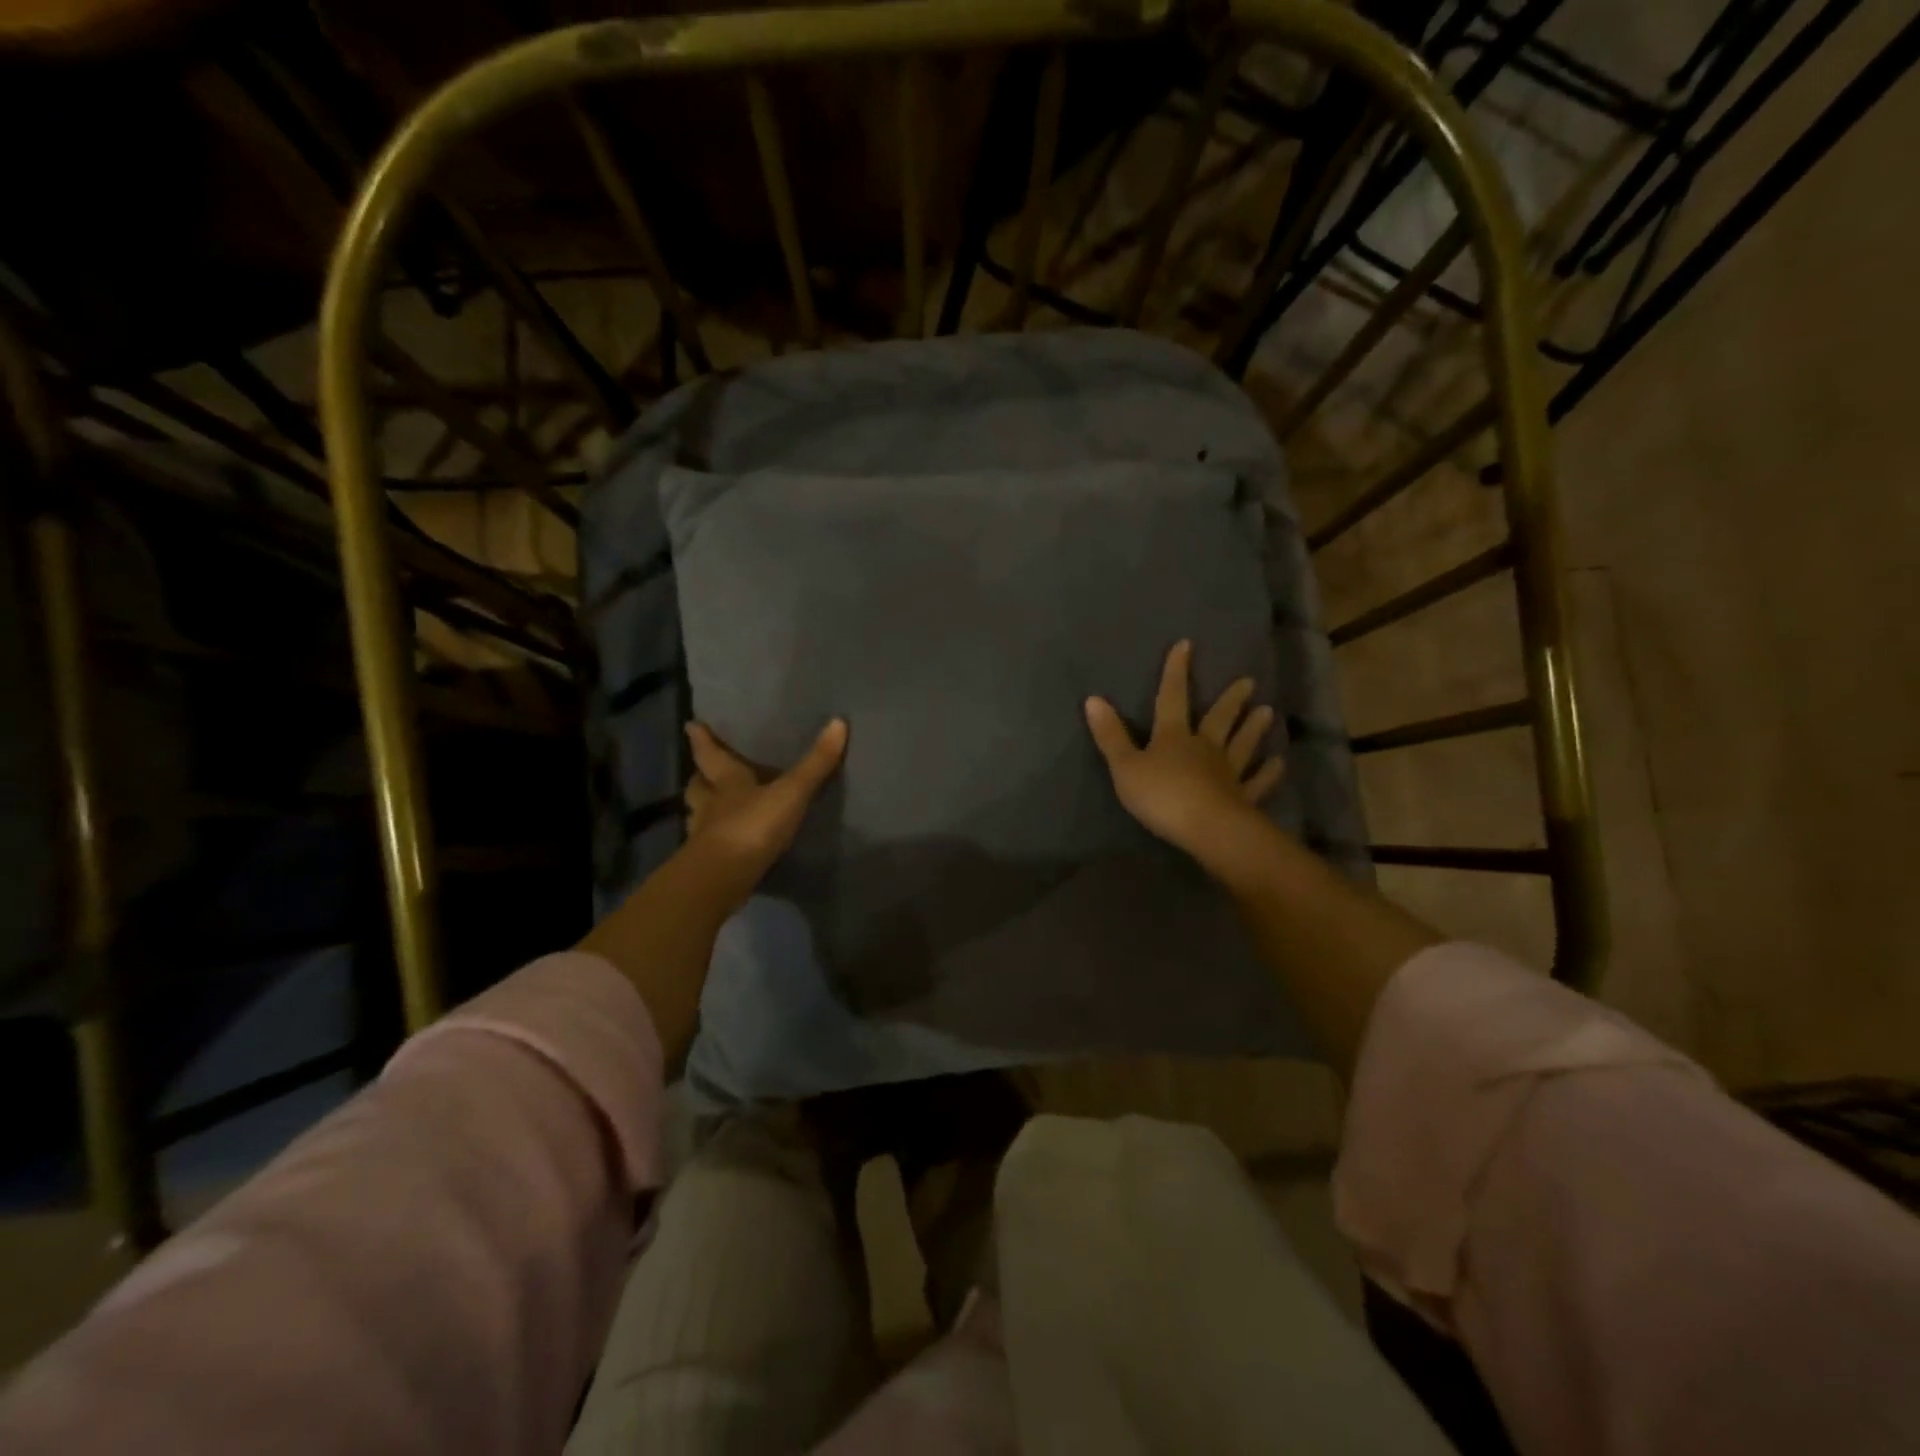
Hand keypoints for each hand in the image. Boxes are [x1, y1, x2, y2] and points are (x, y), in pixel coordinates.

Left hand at [683, 718, 847, 903]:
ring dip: (704, 810)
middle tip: (702, 771)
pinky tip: (728, 844)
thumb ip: (815, 764)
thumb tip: (838, 722)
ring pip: (698, 816)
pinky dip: (715, 840)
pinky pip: (709, 845)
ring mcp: (705, 836)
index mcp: (726, 782)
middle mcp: (710, 805)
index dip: (702, 739)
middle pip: (698, 786)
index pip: (710, 754)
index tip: (691, 725)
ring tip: (715, 809)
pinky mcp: (709, 864)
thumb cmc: (753, 826)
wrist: (723, 878)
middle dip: (700, 777)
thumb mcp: (791, 792)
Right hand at [1085, 640, 1283, 855]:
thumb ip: (1110, 736)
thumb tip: (1093, 698)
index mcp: (1173, 737)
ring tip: (1268, 711)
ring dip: (1253, 729)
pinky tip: (1279, 763)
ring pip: (1242, 745)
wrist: (1207, 829)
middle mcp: (1205, 748)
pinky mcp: (1244, 798)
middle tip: (1248, 681)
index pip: (1172, 697)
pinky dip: (1269, 772)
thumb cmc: (1162, 796)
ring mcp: (1228, 772)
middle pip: (1218, 719)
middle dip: (1230, 700)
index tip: (1186, 645)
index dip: (1176, 672)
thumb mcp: (1125, 767)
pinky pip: (1258, 781)